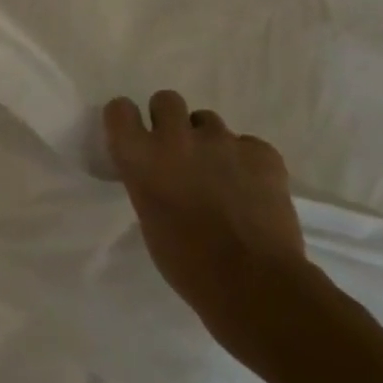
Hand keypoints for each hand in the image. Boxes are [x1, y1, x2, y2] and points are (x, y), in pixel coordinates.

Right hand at [101, 90, 315, 366]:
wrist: (253, 283)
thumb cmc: (185, 261)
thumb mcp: (147, 214)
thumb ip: (148, 179)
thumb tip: (160, 171)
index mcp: (139, 155)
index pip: (119, 109)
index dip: (127, 121)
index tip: (135, 137)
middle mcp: (175, 137)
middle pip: (166, 100)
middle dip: (170, 120)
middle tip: (179, 151)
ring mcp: (222, 141)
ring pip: (208, 120)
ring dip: (208, 141)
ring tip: (219, 175)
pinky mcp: (262, 153)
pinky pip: (248, 144)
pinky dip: (247, 161)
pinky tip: (251, 189)